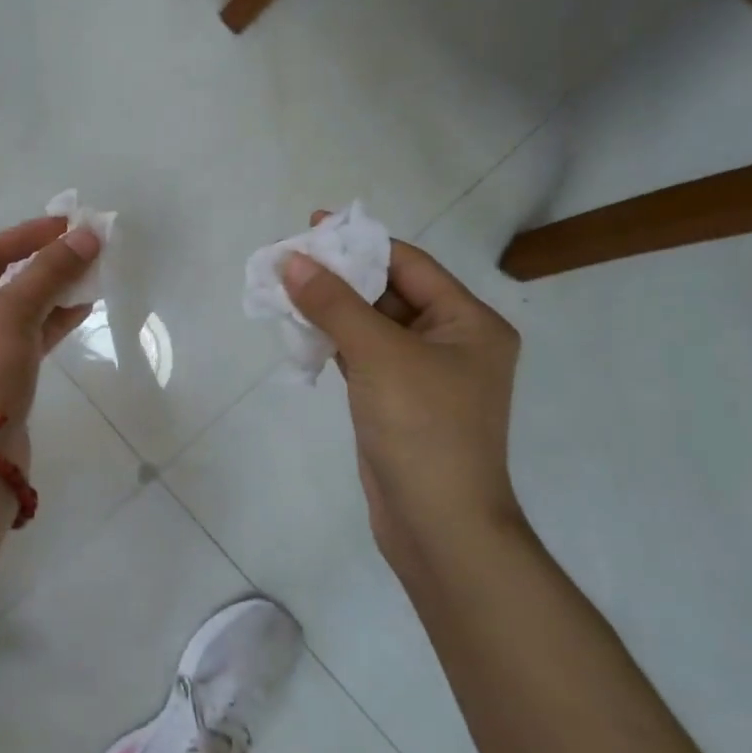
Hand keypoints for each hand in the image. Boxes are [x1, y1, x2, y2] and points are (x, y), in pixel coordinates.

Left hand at [0, 216, 102, 465]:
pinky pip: (18, 341)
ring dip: (49, 294)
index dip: (25, 235)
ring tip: (90, 275)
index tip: (66, 224)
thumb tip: (88, 235)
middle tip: (82, 248)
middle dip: (41, 265)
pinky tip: (80, 309)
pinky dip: (47, 324)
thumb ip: (50, 271)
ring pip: (10, 313)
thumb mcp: (11, 312)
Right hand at [282, 221, 523, 567]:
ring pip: (370, 324)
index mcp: (469, 322)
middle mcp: (451, 341)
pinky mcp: (396, 399)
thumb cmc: (423, 429)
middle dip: (338, 275)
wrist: (437, 526)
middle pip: (388, 292)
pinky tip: (298, 329)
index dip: (358, 243)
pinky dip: (332, 340)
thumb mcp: (379, 355)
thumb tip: (291, 260)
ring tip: (283, 288)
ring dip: (330, 307)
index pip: (408, 264)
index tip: (310, 226)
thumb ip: (334, 303)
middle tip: (287, 259)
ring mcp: (423, 373)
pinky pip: (362, 355)